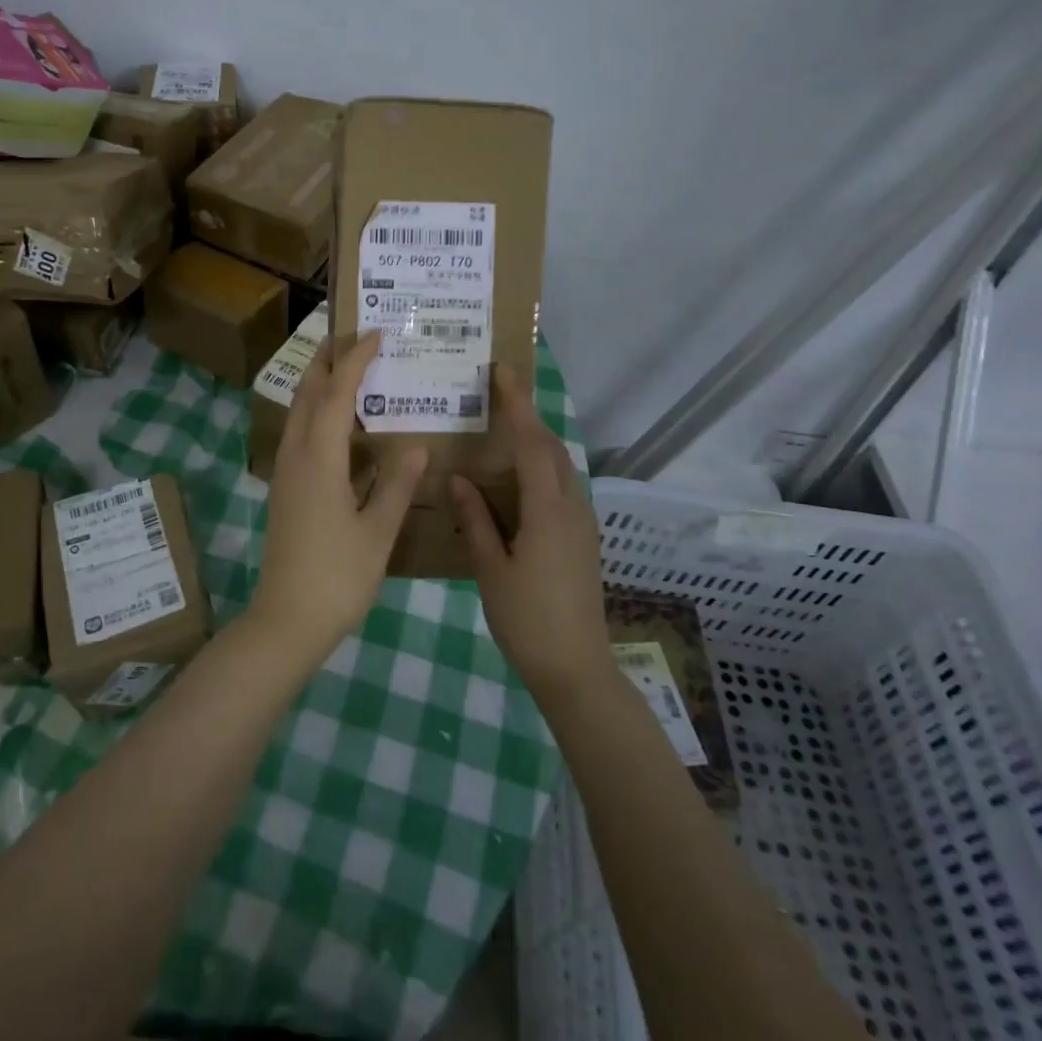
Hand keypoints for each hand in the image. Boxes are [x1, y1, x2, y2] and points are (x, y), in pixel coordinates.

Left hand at [252, 330, 427, 657]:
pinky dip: (318, 413)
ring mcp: (286, 472)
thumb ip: (397, 485)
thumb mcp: (377, 532)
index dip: (356, 360)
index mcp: (320, 459)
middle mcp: (296, 456)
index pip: (337, 394)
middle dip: (326, 360)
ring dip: (319, 384)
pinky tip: (342, 426)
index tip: (375, 333)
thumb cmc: (337, 577)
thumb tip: (415, 446)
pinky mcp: (285, 489)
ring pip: (299, 412)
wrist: (287, 620)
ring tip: (348, 369)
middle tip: (352, 335)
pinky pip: (300, 434)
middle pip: (307, 393)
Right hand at [451, 364, 610, 698]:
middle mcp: (572, 508)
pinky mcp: (582, 539)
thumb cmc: (527, 620)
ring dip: (535, 443)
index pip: (534, 443)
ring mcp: (583, 524)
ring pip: (560, 467)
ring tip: (501, 432)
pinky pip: (561, 488)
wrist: (576, 669)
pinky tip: (514, 482)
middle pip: (552, 448)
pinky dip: (540, 469)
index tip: (503, 372)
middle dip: (528, 417)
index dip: (519, 404)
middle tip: (496, 397)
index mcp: (548, 511)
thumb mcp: (491, 569)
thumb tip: (459, 478)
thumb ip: (475, 520)